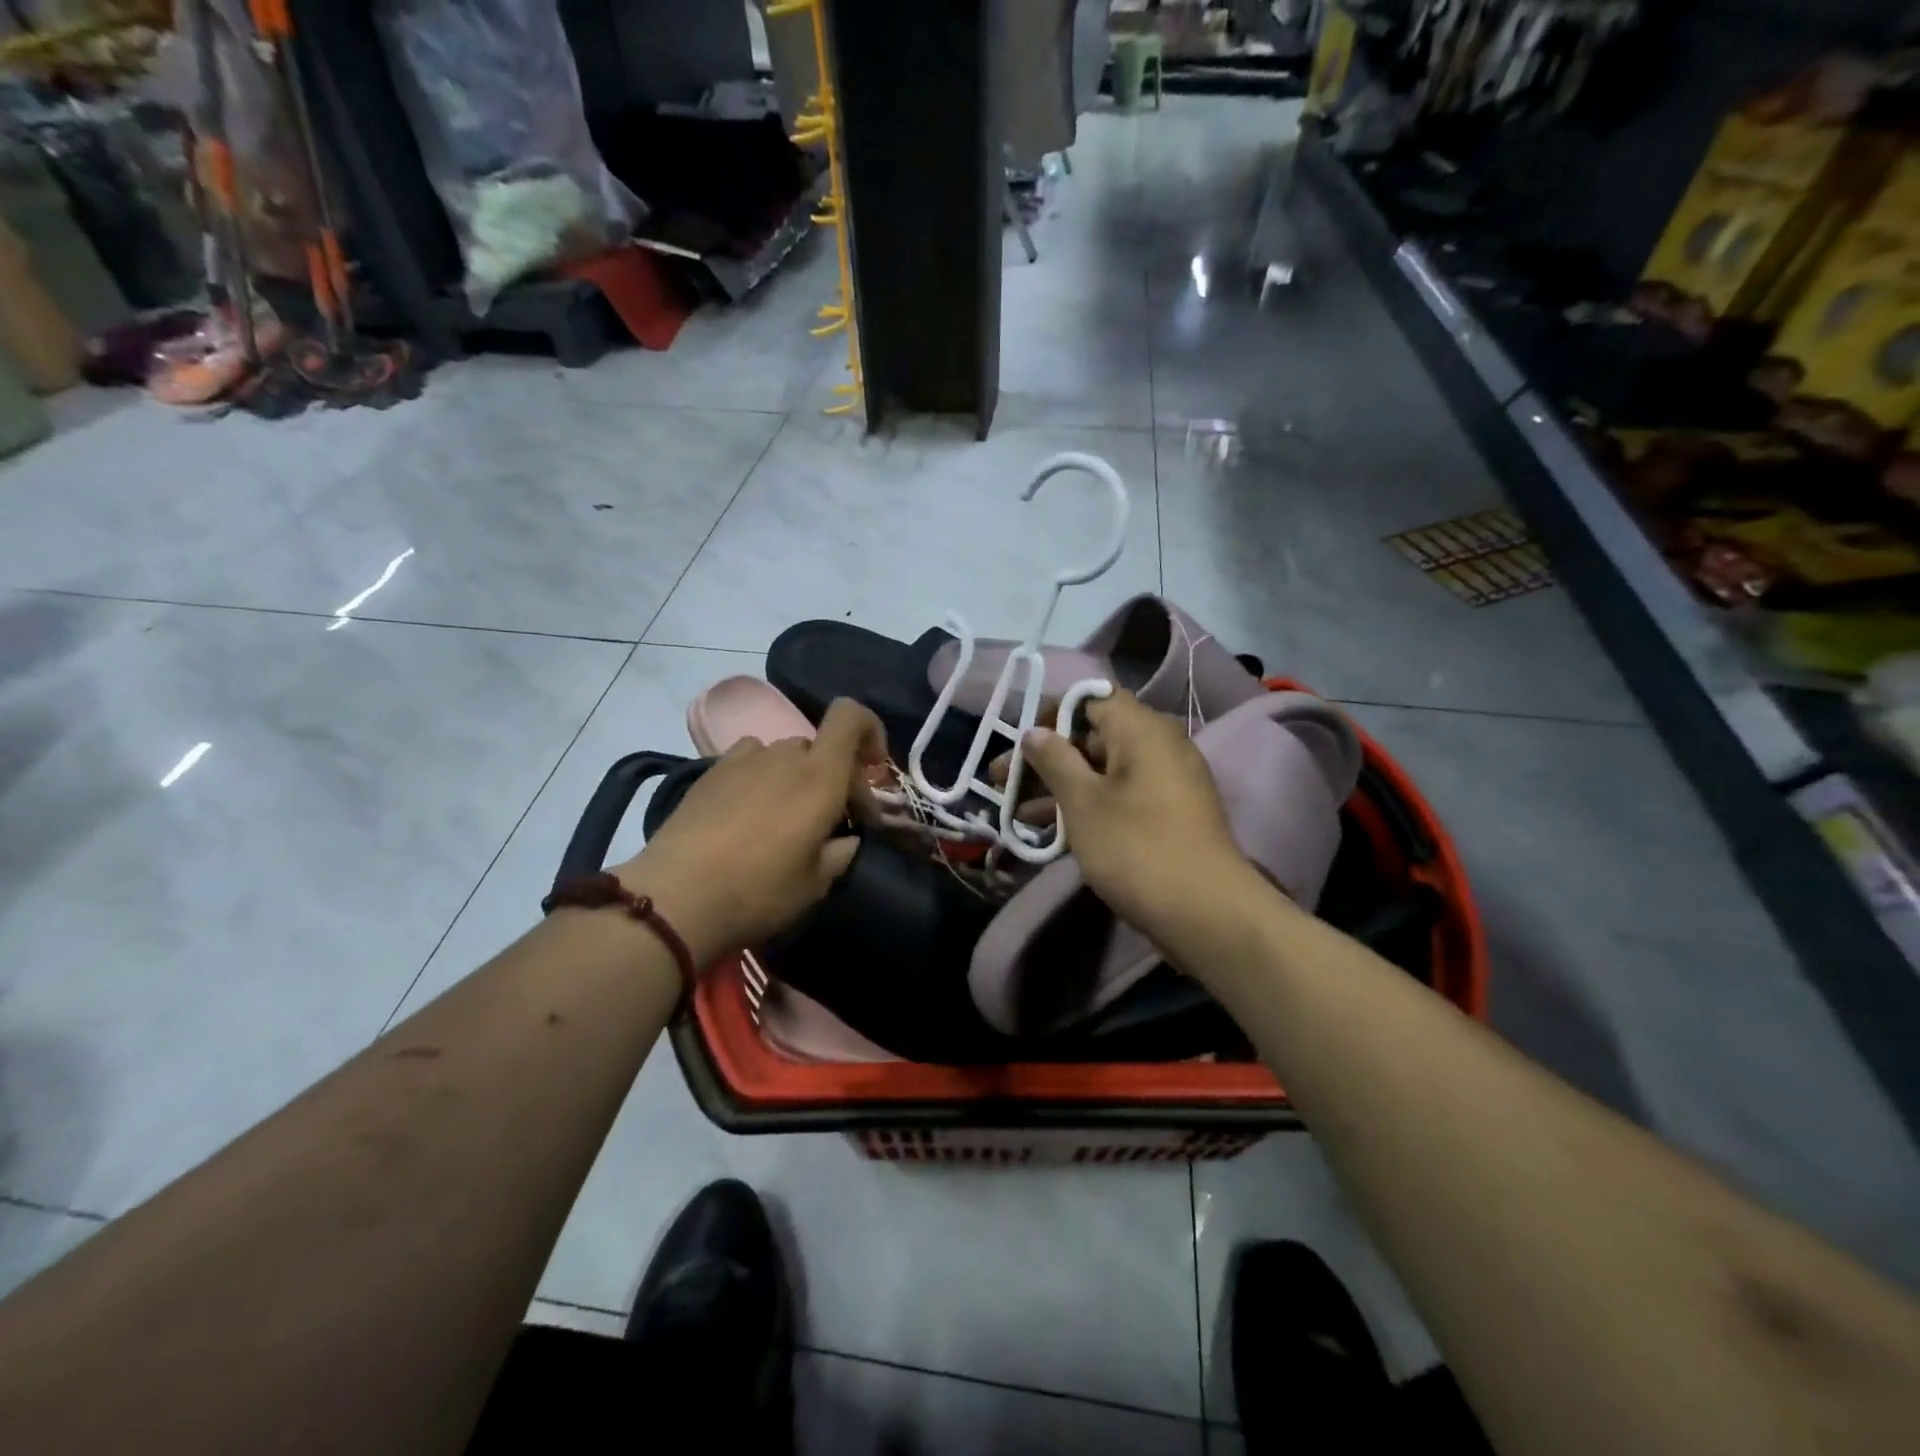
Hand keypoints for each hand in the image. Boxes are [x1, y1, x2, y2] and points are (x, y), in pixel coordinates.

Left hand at [613, 699, 886, 962]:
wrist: (674, 899)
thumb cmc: (758, 891)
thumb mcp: (817, 884)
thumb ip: (842, 851)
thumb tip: (846, 838)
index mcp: (819, 776)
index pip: (850, 716)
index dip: (870, 731)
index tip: (874, 770)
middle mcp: (783, 756)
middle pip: (821, 747)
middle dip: (837, 778)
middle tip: (834, 823)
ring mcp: (742, 760)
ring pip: (785, 755)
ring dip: (798, 779)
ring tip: (787, 819)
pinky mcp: (710, 773)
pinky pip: (750, 761)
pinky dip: (762, 777)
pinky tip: (750, 813)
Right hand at [1021, 691, 1254, 938]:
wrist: (1206, 914)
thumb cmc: (1136, 848)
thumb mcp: (1083, 802)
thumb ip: (1055, 760)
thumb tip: (1035, 732)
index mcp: (1141, 729)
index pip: (1091, 698)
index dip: (1050, 713)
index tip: (1019, 740)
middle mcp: (1158, 745)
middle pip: (1092, 736)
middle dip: (1045, 758)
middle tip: (1001, 782)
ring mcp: (1166, 781)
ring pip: (1102, 771)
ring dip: (1059, 788)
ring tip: (1014, 814)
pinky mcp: (1167, 814)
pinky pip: (1119, 796)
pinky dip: (1087, 806)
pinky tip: (1050, 833)